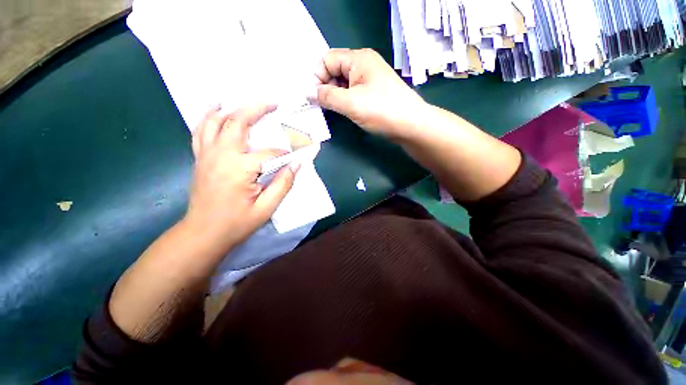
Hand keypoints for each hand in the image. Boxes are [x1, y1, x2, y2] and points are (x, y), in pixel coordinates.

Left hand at [184, 104, 299, 251]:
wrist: (203, 233)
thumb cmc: (237, 223)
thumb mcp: (266, 208)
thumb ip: (283, 184)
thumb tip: (296, 164)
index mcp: (239, 169)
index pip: (269, 153)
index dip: (285, 153)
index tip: (296, 154)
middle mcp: (221, 155)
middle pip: (237, 123)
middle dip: (256, 109)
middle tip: (272, 103)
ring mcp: (206, 155)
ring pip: (216, 121)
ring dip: (232, 108)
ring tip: (246, 102)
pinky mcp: (200, 158)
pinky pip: (201, 131)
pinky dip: (208, 117)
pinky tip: (215, 109)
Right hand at [313, 48, 426, 136]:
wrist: (410, 125)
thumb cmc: (381, 110)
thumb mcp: (351, 103)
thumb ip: (327, 97)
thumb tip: (308, 92)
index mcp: (358, 59)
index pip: (327, 59)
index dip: (318, 76)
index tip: (314, 97)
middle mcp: (364, 65)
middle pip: (335, 70)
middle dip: (326, 87)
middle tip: (322, 106)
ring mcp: (369, 80)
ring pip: (343, 84)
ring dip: (335, 96)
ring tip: (333, 111)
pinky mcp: (373, 93)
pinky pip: (353, 93)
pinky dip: (345, 101)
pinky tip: (344, 111)